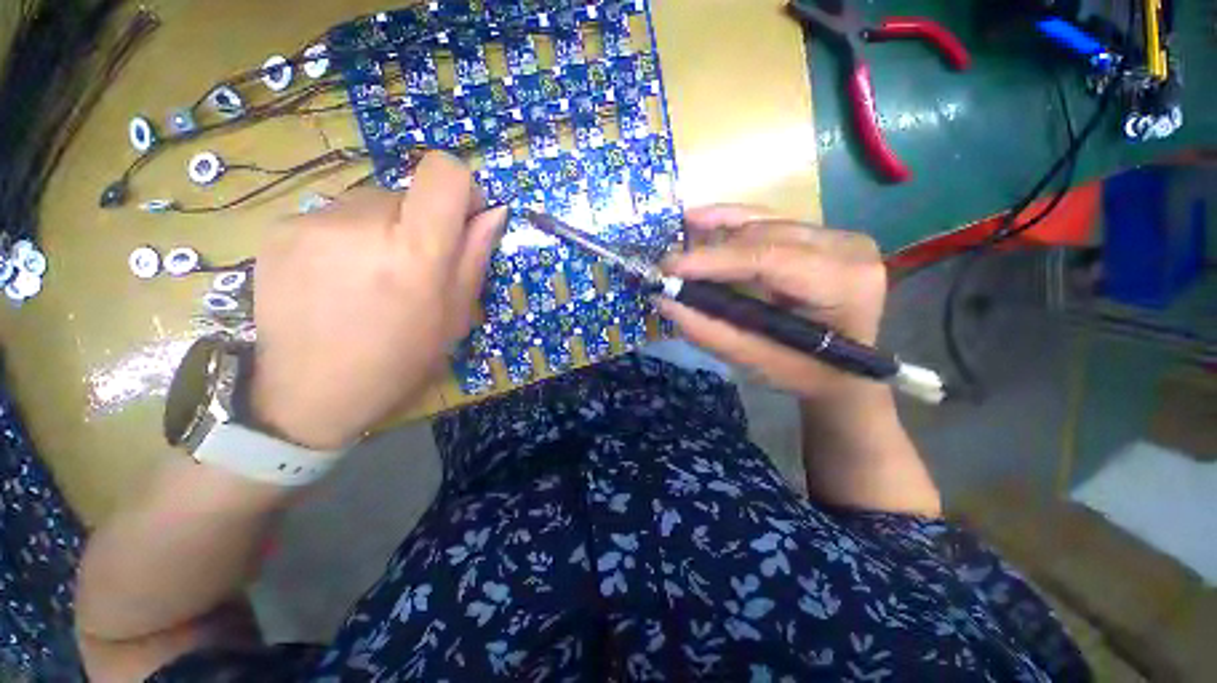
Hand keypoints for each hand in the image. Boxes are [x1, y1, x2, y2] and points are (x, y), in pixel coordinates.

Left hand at [252, 152, 506, 448]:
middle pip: (407, 192)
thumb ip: (474, 256)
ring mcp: (313, 221)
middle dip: (419, 224)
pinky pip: (334, 216)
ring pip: (370, 202)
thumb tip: (494, 212)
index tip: (461, 220)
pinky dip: (347, 238)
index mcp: (415, 252)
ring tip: (370, 279)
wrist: (309, 393)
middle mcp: (362, 223)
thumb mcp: (454, 317)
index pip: (444, 172)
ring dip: (382, 231)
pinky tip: (337, 279)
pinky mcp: (280, 228)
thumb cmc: (399, 361)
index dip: (462, 188)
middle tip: (410, 272)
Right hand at [657, 204, 886, 400]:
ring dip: (716, 236)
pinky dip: (731, 221)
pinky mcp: (819, 234)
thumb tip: (664, 301)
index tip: (670, 269)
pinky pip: (768, 221)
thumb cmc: (806, 374)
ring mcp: (836, 236)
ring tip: (678, 249)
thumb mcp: (757, 361)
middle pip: (763, 237)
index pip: (770, 258)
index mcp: (843, 282)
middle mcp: (846, 247)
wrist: (844, 372)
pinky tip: (699, 218)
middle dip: (710, 252)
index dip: (715, 260)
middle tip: (667, 269)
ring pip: (761, 225)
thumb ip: (711, 331)